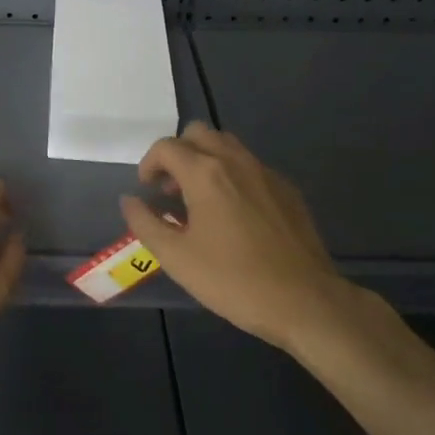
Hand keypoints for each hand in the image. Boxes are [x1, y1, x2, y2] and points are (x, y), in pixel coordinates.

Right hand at [120, 123, 370, 354]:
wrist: (305, 301)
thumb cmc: (233, 280)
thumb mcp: (176, 258)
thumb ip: (145, 223)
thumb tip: (129, 201)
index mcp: (205, 173)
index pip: (166, 147)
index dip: (149, 164)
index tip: (147, 191)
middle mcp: (235, 161)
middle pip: (198, 133)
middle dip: (178, 153)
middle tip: (171, 188)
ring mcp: (265, 173)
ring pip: (227, 145)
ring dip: (205, 159)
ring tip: (200, 197)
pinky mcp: (287, 189)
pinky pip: (251, 166)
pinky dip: (232, 175)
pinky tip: (234, 214)